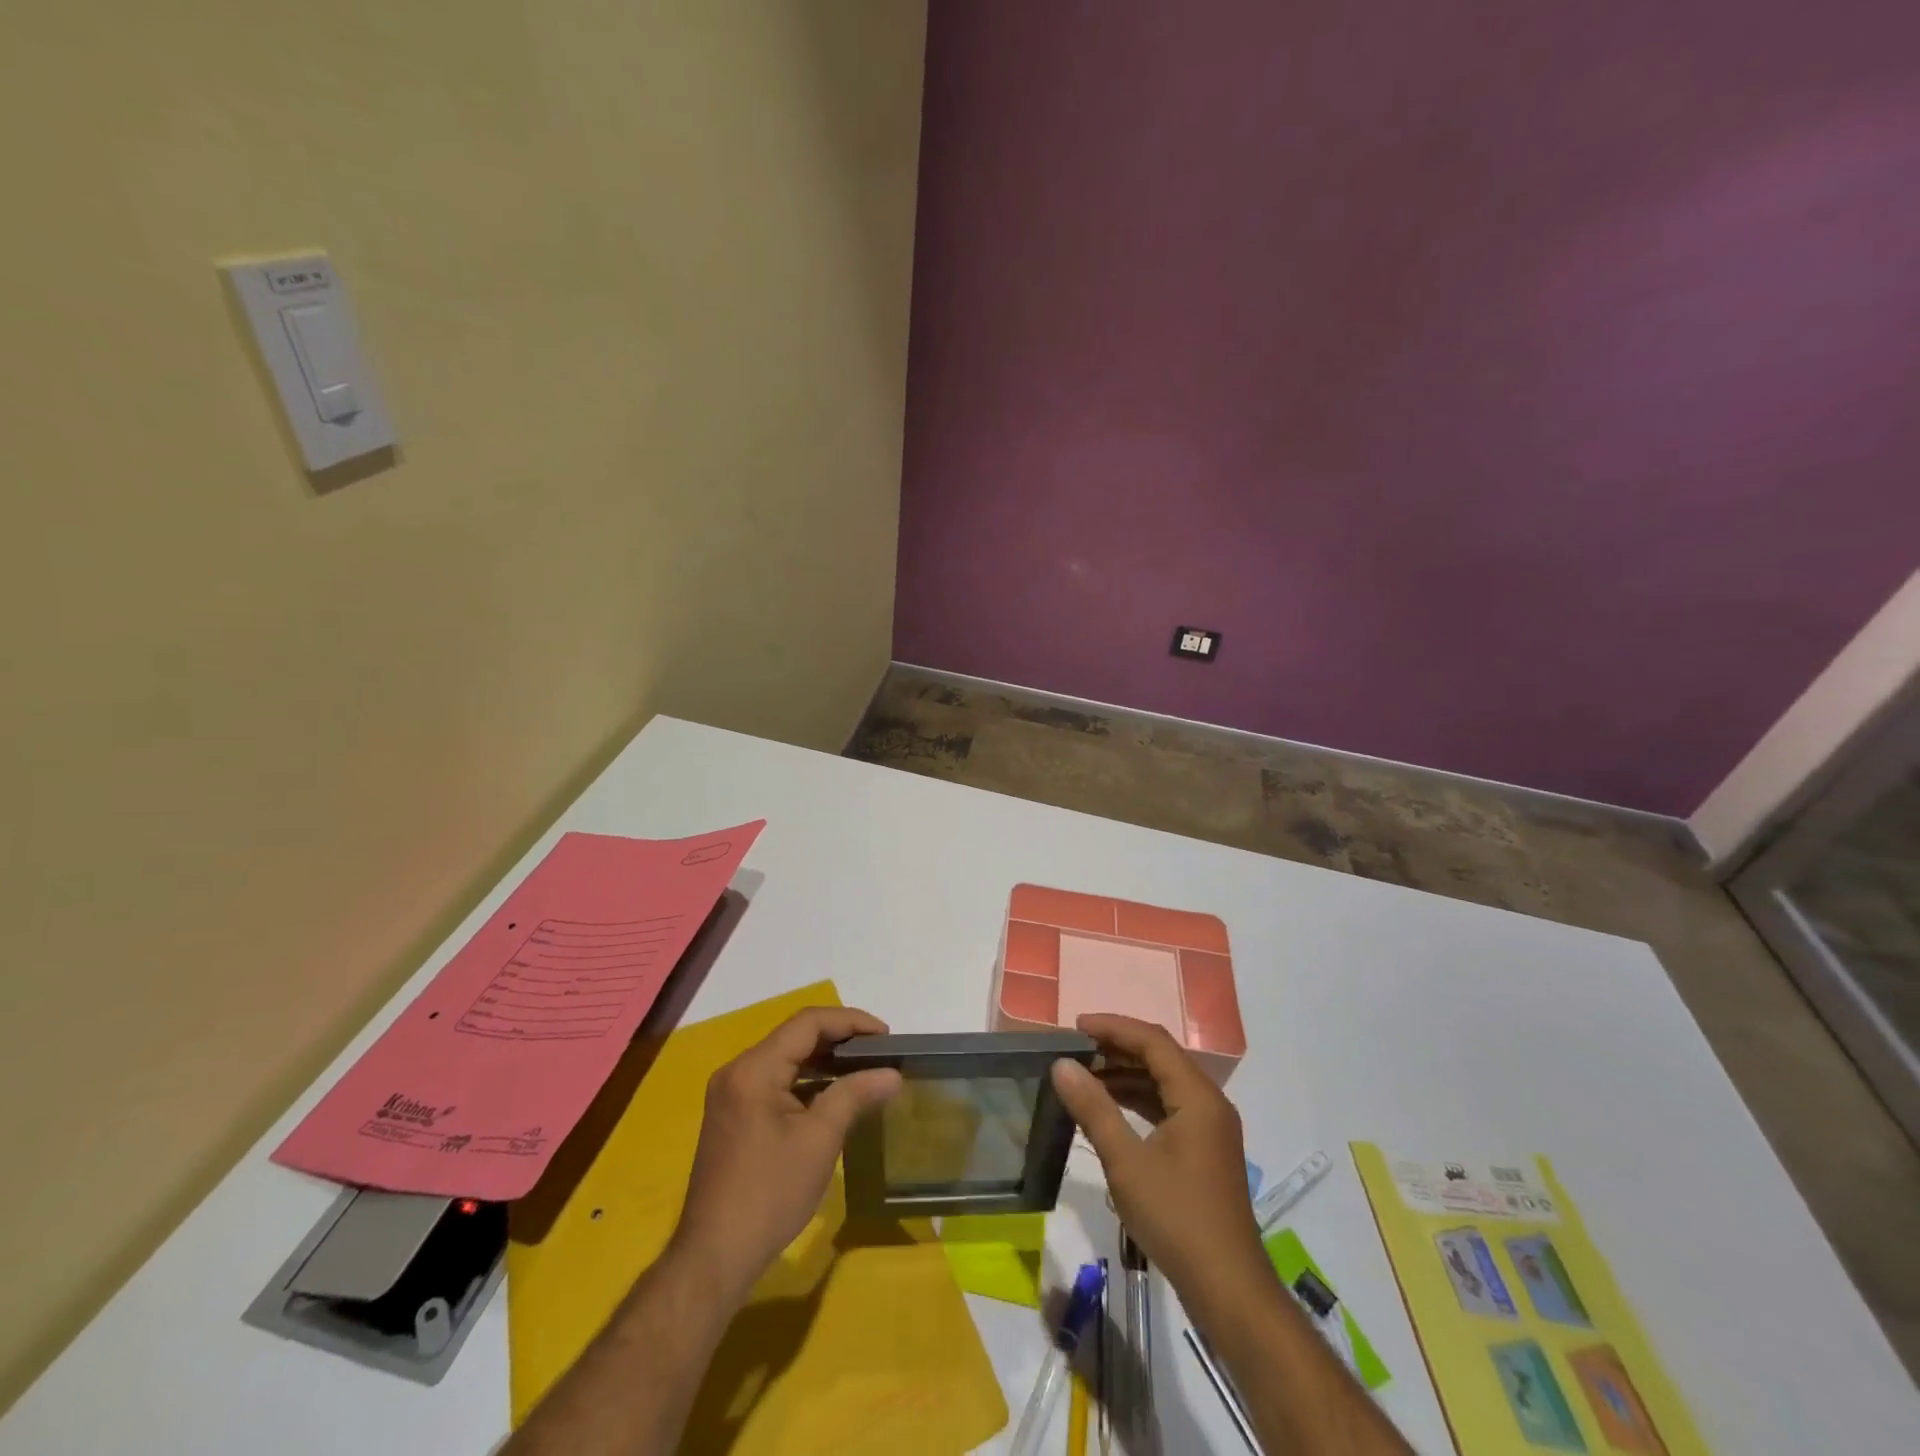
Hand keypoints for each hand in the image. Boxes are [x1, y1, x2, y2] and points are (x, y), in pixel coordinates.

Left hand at [670, 1006, 901, 1299]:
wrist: (715, 1258)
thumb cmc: (769, 1194)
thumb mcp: (819, 1140)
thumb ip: (855, 1095)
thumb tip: (892, 1074)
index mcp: (754, 1068)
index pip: (808, 1023)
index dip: (850, 1022)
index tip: (886, 1036)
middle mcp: (737, 1071)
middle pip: (795, 1036)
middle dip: (840, 1039)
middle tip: (880, 1053)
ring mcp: (732, 1093)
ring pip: (787, 1059)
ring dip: (825, 1061)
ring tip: (865, 1070)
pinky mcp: (734, 1115)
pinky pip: (776, 1081)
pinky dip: (807, 1082)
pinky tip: (834, 1096)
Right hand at [1051, 1013, 1271, 1316]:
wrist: (1228, 1289)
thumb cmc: (1176, 1217)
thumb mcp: (1126, 1162)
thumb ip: (1093, 1108)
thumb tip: (1062, 1065)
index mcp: (1197, 1096)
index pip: (1152, 1041)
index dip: (1113, 1027)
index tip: (1075, 1027)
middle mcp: (1209, 1102)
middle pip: (1160, 1057)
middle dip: (1117, 1049)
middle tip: (1075, 1050)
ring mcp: (1210, 1128)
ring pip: (1164, 1083)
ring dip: (1126, 1075)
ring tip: (1085, 1076)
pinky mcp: (1205, 1151)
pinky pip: (1169, 1107)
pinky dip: (1139, 1101)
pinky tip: (1110, 1110)